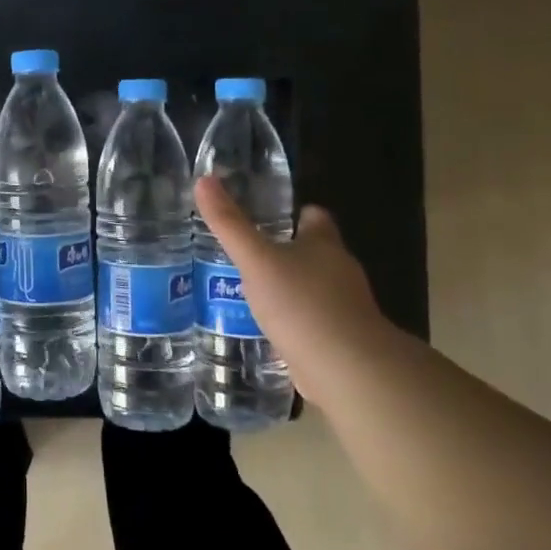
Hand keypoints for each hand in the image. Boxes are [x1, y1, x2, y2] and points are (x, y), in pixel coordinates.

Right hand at [193, 176, 390, 375]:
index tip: (266, 214)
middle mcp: (339, 271)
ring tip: (248, 290)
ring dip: (287, 289)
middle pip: (313, 252)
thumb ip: (229, 224)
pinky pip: (311, 322)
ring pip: (311, 288)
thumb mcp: (256, 259)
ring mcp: (343, 308)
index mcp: (324, 244)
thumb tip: (204, 179)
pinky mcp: (338, 341)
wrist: (346, 370)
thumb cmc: (302, 303)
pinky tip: (266, 328)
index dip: (294, 213)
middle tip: (247, 252)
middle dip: (284, 252)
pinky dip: (292, 322)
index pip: (315, 216)